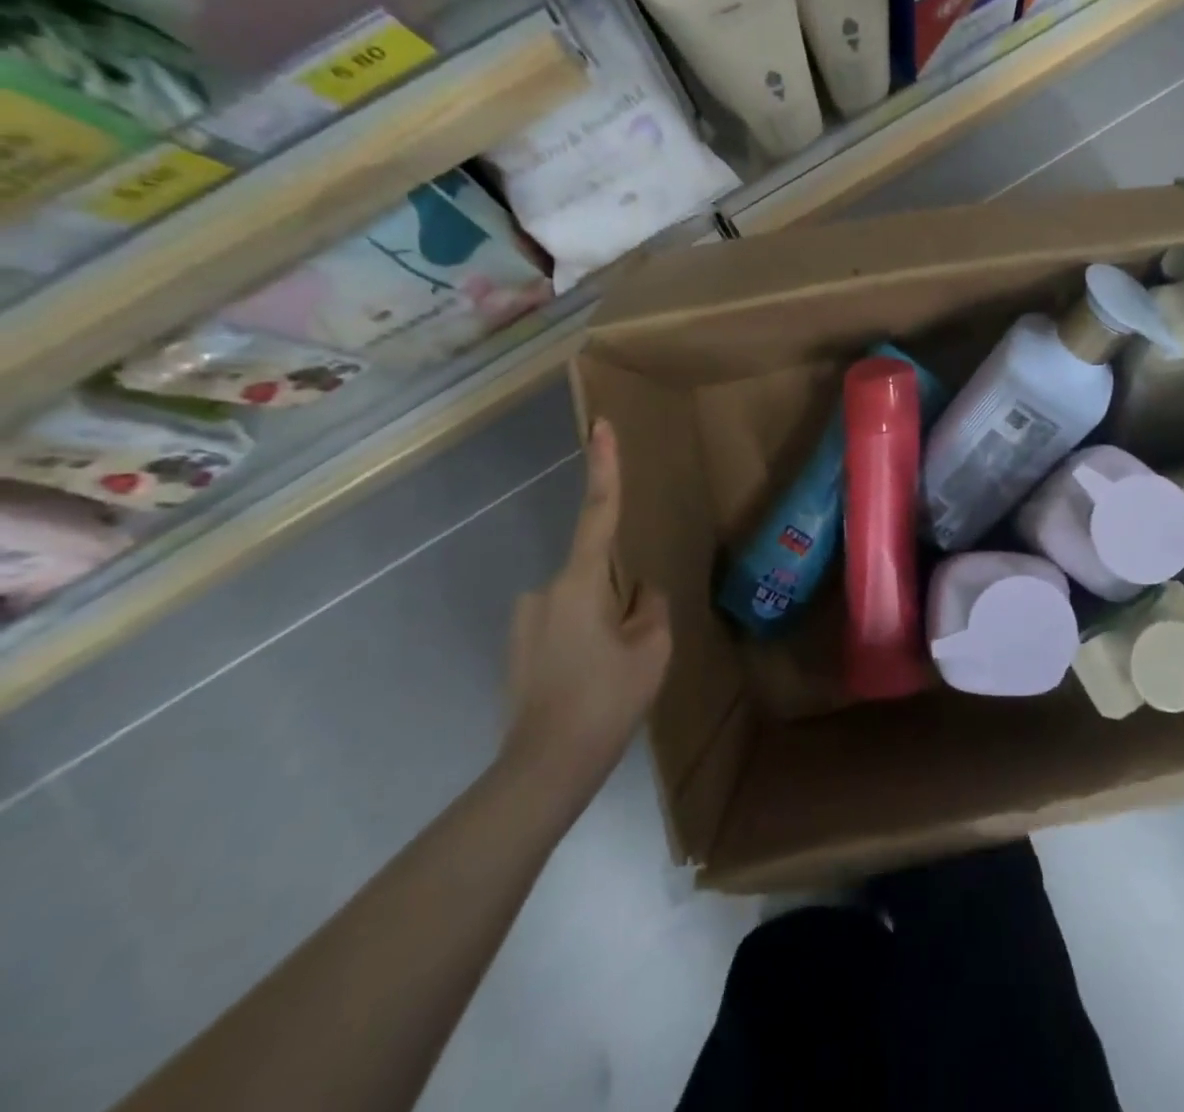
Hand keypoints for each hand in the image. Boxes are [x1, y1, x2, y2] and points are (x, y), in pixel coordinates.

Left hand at [501, 420, 671, 805]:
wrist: (544, 769)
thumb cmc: (605, 700)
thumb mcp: (652, 649)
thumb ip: (652, 608)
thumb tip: (640, 594)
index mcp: (578, 583)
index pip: (597, 513)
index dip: (604, 468)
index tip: (600, 427)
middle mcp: (543, 591)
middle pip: (599, 574)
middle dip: (622, 598)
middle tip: (632, 648)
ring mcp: (526, 621)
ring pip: (585, 604)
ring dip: (605, 624)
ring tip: (612, 674)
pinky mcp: (519, 647)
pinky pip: (567, 626)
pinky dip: (586, 642)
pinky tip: (592, 683)